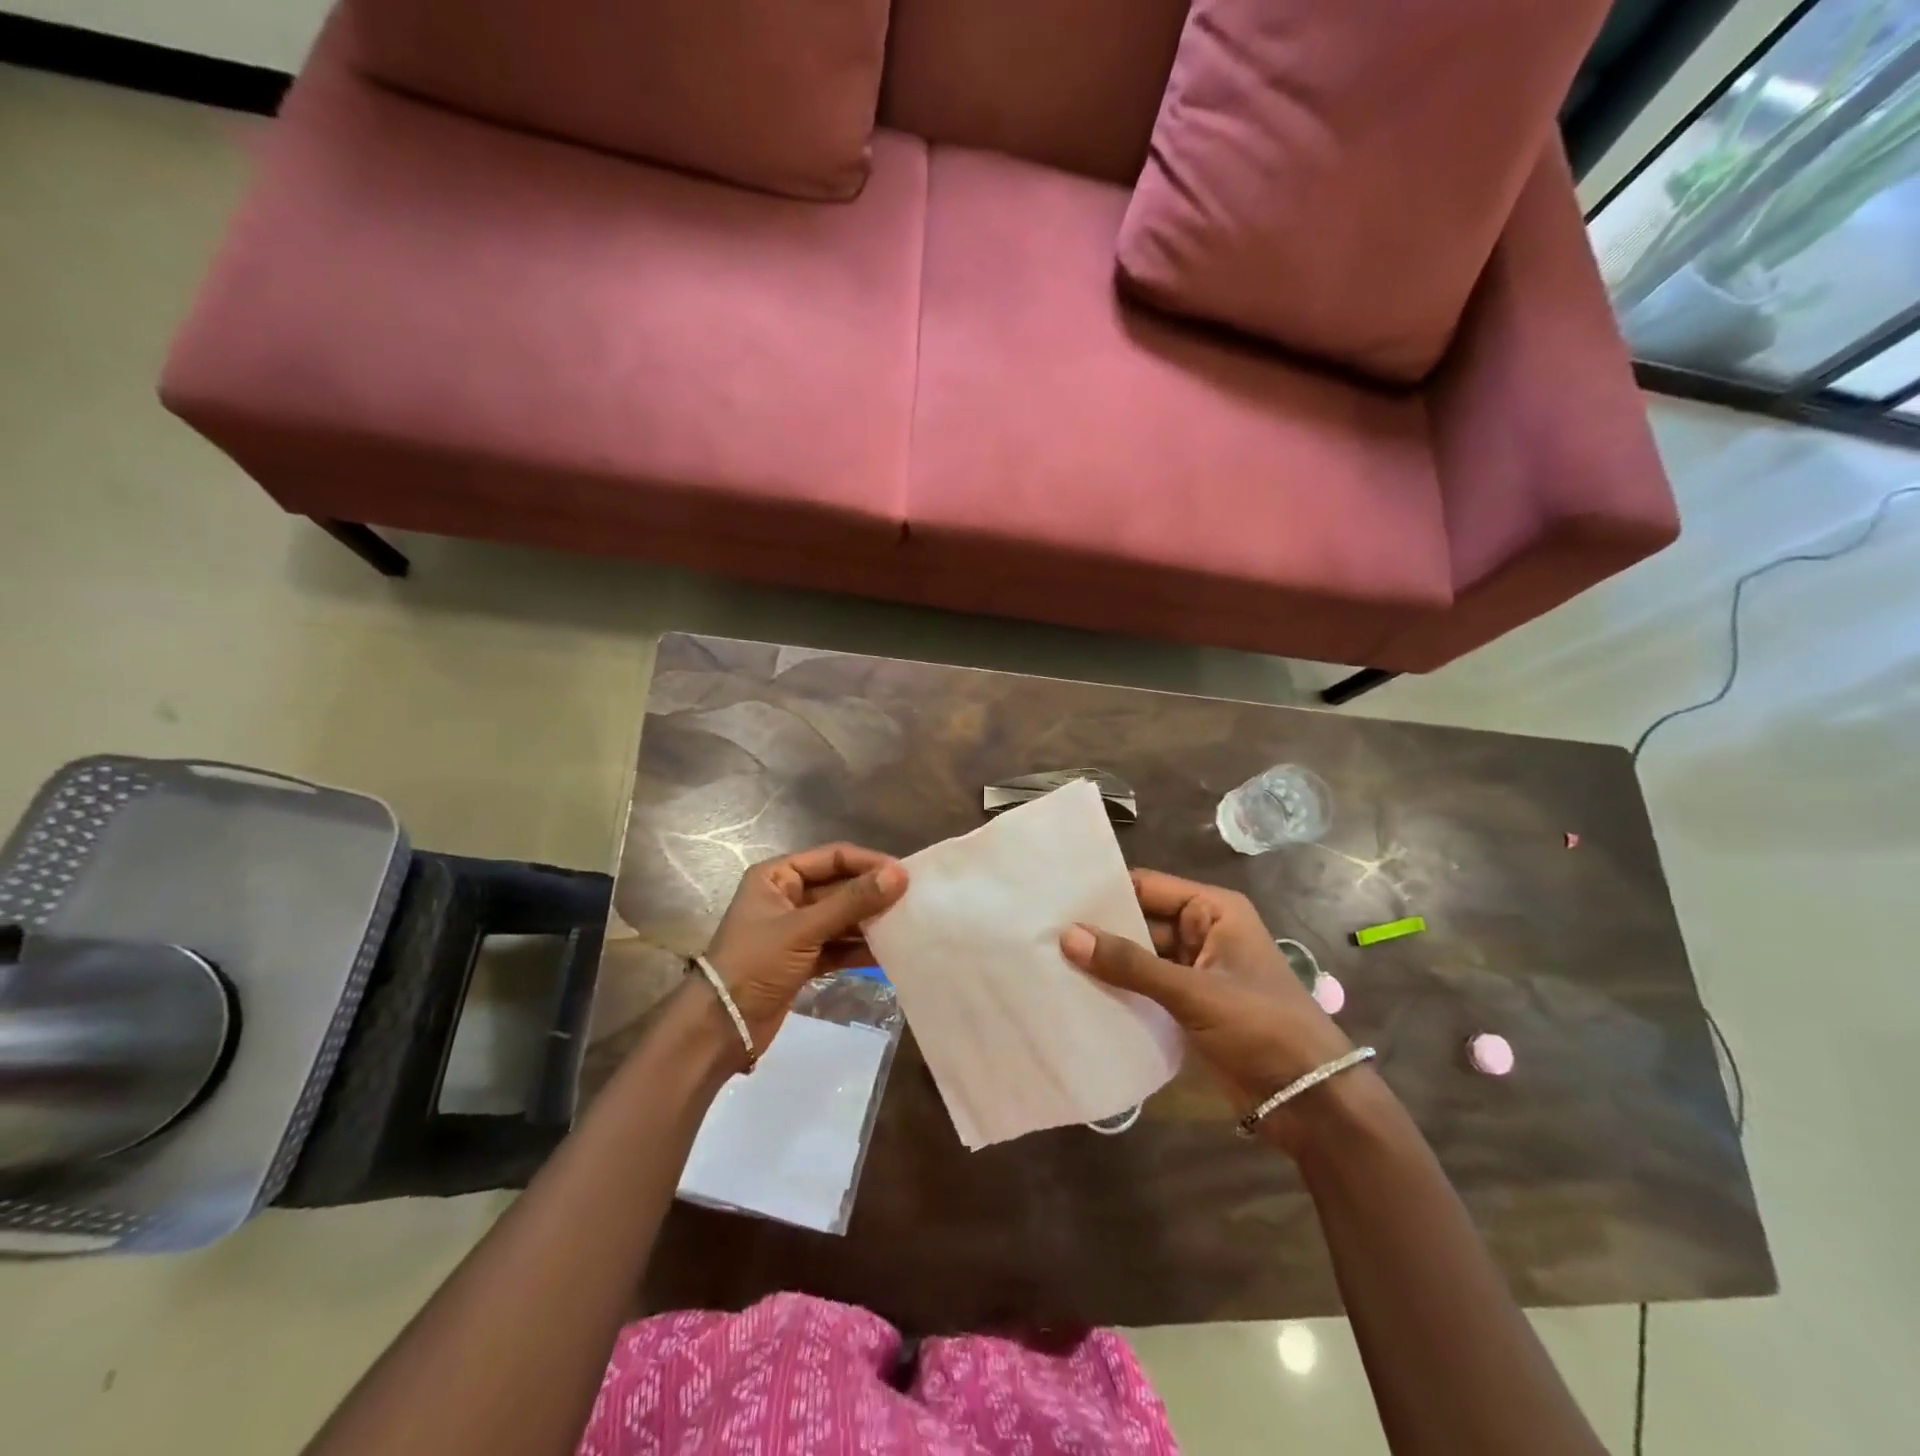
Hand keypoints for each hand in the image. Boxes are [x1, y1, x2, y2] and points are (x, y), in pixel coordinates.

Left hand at [703, 843, 906, 1055]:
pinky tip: (888, 953)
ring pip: (841, 918)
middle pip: (839, 887)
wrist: (721, 1028)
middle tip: (912, 901)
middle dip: (872, 895)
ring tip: (906, 926)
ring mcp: (795, 930)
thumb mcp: (804, 929)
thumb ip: (852, 902)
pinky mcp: (802, 959)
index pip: (832, 857)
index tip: (904, 874)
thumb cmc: (755, 964)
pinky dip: (859, 949)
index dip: (868, 863)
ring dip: (869, 923)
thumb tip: (899, 874)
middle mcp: (787, 897)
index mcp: (777, 876)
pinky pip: (838, 946)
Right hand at [1061, 869, 1353, 1151]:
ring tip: (1049, 962)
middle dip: (1098, 930)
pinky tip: (1078, 995)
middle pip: (1139, 921)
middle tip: (1042, 933)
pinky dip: (1119, 991)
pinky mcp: (1188, 1006)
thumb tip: (1068, 935)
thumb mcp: (1195, 992)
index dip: (1104, 892)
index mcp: (1213, 910)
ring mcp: (1194, 971)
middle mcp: (1202, 932)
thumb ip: (1132, 965)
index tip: (1055, 897)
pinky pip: (1145, 988)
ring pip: (1139, 957)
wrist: (1311, 1102)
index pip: (1147, 886)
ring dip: (1105, 963)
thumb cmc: (1261, 1027)